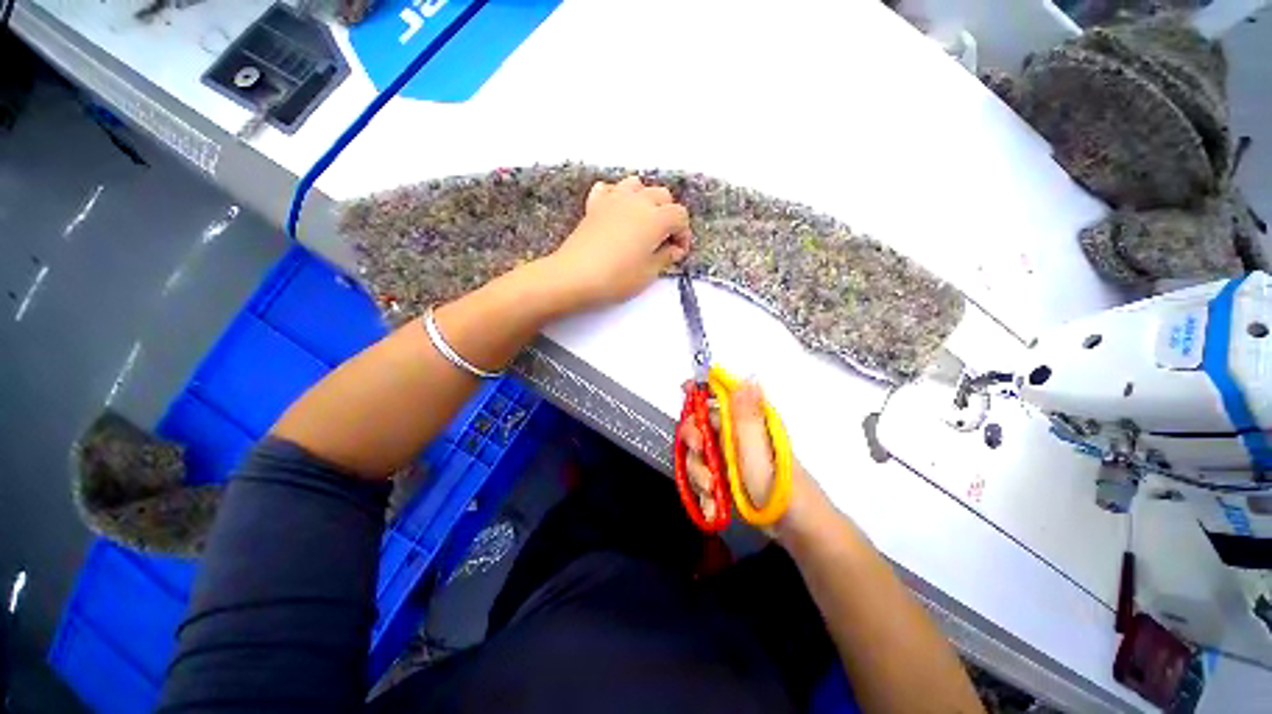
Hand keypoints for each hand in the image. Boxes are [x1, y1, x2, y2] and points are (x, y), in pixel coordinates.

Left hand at [547, 176, 691, 310]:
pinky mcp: (594, 205)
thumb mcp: (649, 273)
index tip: (677, 253)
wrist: (576, 276)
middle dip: (668, 215)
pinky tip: (617, 212)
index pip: (680, 215)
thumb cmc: (617, 278)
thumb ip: (666, 257)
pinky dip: (617, 195)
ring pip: (637, 184)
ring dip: (645, 199)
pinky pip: (609, 188)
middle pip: (662, 195)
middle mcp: (638, 201)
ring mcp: (614, 199)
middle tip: (663, 240)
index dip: (683, 234)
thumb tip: (674, 248)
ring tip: (642, 222)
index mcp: (656, 218)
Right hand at [679, 381, 824, 538]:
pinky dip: (704, 491)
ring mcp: (729, 458)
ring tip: (711, 489)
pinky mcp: (725, 478)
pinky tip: (713, 505)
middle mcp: (735, 436)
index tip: (684, 391)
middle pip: (700, 425)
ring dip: (698, 472)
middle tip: (699, 453)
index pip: (719, 395)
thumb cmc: (777, 485)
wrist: (794, 527)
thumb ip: (746, 416)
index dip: (700, 389)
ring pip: (698, 455)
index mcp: (746, 422)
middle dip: (693, 440)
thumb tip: (748, 377)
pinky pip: (703, 476)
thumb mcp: (758, 449)